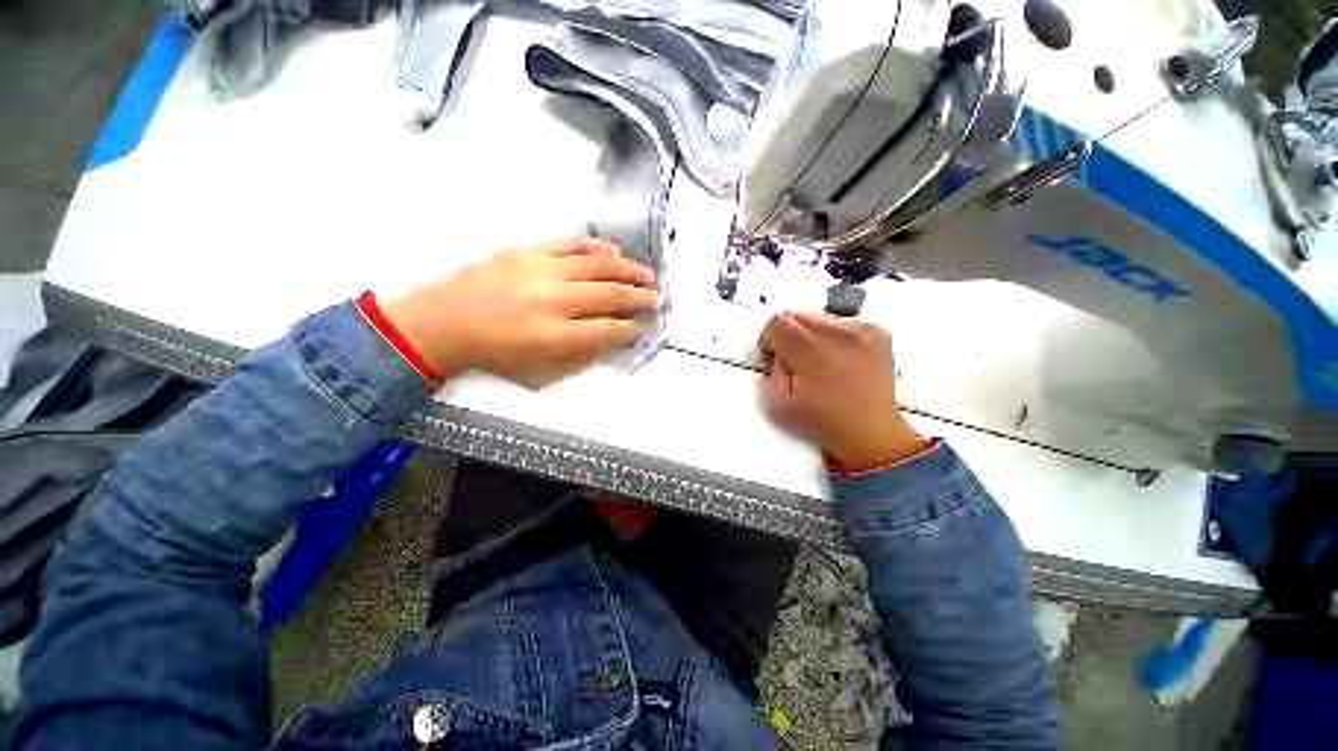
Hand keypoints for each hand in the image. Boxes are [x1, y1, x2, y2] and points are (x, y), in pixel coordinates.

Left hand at [380, 238, 659, 388]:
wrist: (444, 323)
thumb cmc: (493, 355)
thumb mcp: (539, 374)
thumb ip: (579, 358)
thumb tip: (607, 341)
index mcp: (555, 336)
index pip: (608, 330)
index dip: (632, 329)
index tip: (643, 327)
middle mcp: (553, 301)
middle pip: (610, 295)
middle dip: (640, 298)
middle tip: (657, 299)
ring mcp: (541, 271)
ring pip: (598, 265)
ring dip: (628, 270)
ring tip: (647, 274)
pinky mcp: (528, 251)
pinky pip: (571, 244)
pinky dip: (597, 247)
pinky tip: (615, 251)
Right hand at [758, 311, 925, 467]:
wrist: (871, 434)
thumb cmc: (822, 422)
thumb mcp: (778, 404)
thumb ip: (771, 371)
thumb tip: (778, 353)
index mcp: (812, 350)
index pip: (777, 322)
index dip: (769, 340)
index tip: (775, 360)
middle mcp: (839, 333)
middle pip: (798, 314)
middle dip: (789, 335)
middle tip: (795, 362)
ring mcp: (863, 330)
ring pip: (820, 317)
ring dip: (811, 335)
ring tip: (820, 362)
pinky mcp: (878, 332)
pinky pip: (843, 323)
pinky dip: (834, 336)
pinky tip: (840, 360)